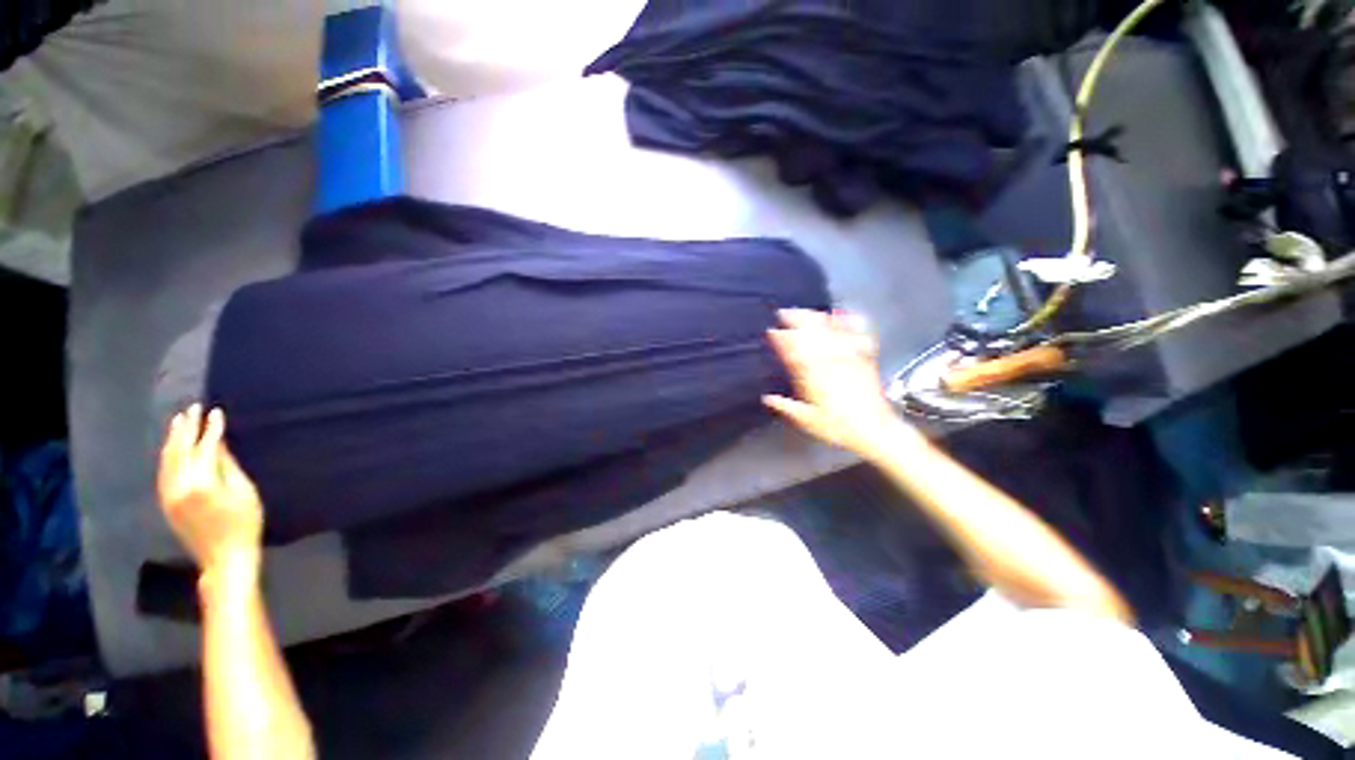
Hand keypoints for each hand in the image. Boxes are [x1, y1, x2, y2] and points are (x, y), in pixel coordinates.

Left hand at [157, 404, 263, 573]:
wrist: (224, 557)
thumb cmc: (245, 523)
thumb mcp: (244, 492)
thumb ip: (228, 466)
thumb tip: (218, 443)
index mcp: (202, 482)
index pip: (205, 447)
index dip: (211, 429)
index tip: (216, 412)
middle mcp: (179, 485)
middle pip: (180, 449)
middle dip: (187, 428)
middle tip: (193, 408)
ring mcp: (169, 494)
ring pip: (167, 459)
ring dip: (173, 439)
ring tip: (180, 421)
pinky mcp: (166, 501)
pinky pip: (163, 471)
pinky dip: (168, 455)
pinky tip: (172, 446)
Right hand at [764, 309, 912, 456]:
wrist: (876, 431)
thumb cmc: (838, 427)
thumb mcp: (807, 421)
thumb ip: (786, 407)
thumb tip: (766, 398)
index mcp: (813, 378)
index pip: (793, 353)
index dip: (781, 340)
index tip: (771, 331)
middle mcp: (829, 363)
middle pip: (811, 335)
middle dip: (796, 321)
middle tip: (784, 312)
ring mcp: (848, 358)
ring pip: (830, 331)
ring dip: (816, 318)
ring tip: (806, 311)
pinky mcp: (864, 358)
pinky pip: (855, 334)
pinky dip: (849, 322)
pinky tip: (842, 313)